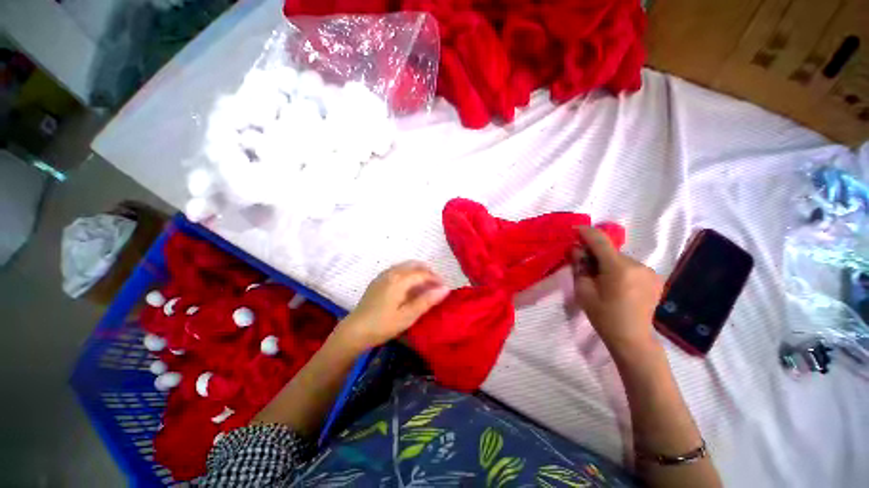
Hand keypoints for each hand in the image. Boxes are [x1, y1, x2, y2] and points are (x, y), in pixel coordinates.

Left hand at [336, 261, 449, 351]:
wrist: (354, 331)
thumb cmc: (383, 325)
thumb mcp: (407, 316)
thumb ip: (426, 301)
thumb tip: (445, 289)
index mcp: (399, 280)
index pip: (423, 273)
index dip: (435, 278)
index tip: (444, 287)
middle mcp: (391, 273)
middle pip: (414, 265)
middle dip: (428, 271)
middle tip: (436, 284)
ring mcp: (383, 275)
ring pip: (405, 266)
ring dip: (418, 271)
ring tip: (425, 284)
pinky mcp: (378, 280)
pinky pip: (397, 270)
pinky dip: (408, 273)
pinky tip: (409, 285)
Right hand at [571, 226, 663, 356]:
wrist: (632, 338)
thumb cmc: (603, 315)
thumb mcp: (583, 291)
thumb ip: (580, 266)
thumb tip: (577, 249)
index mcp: (619, 268)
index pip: (601, 241)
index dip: (587, 233)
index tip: (575, 229)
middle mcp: (638, 265)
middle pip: (611, 251)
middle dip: (595, 254)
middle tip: (583, 263)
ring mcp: (649, 271)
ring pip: (621, 259)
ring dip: (608, 262)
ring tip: (601, 278)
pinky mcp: (655, 278)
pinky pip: (631, 266)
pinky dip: (620, 269)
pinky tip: (616, 284)